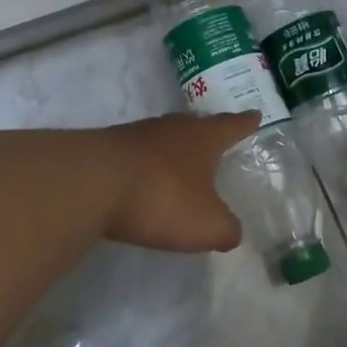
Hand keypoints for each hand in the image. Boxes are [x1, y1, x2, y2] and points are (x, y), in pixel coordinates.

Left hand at [102, 112, 259, 252]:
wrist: (91, 182)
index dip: (245, 123)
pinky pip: (137, 155)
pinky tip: (145, 181)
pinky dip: (146, 166)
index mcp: (202, 138)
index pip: (231, 125)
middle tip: (217, 138)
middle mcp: (171, 127)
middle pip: (195, 126)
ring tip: (181, 163)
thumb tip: (232, 231)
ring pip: (164, 138)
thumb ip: (226, 229)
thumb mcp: (206, 224)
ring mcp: (136, 135)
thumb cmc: (161, 197)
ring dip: (173, 150)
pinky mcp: (107, 149)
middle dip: (207, 134)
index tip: (255, 115)